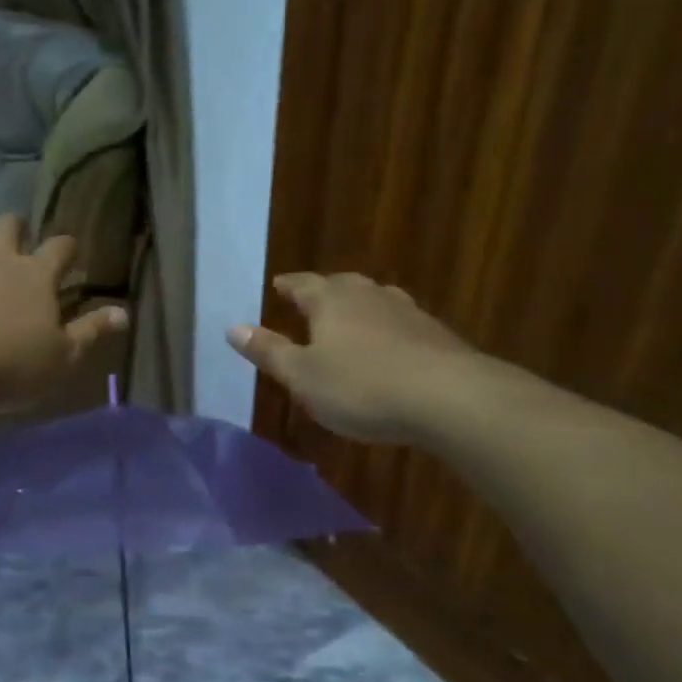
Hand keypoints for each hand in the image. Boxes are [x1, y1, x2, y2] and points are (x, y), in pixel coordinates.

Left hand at [0, 214, 127, 406]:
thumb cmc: (12, 363)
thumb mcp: (63, 355)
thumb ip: (91, 331)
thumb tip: (123, 312)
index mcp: (36, 275)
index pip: (59, 248)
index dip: (68, 247)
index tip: (72, 251)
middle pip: (7, 227)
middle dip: (16, 226)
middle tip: (21, 233)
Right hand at [228, 272, 475, 444]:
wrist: (448, 397)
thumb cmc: (361, 386)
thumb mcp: (303, 376)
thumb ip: (270, 352)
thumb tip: (233, 328)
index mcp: (331, 300)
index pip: (302, 284)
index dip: (288, 286)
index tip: (279, 285)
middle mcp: (368, 295)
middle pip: (341, 285)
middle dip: (324, 291)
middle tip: (311, 298)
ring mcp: (406, 312)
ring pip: (375, 300)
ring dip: (359, 307)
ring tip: (350, 317)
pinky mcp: (435, 334)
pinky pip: (401, 323)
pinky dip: (388, 329)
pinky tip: (391, 347)